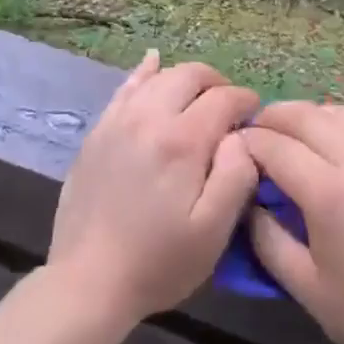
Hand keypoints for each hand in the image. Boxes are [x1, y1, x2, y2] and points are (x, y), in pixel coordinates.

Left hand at [48, 51, 260, 330]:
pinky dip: (145, 72)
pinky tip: (153, 63)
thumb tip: (242, 136)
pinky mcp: (98, 130)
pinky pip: (125, 87)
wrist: (87, 280)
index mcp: (182, 140)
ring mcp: (118, 119)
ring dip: (185, 79)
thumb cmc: (158, 262)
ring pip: (159, 76)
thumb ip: (236, 175)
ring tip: (199, 98)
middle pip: (191, 75)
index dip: (246, 101)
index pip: (223, 98)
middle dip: (217, 84)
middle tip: (230, 109)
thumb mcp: (213, 231)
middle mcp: (149, 116)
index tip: (256, 116)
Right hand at [242, 103, 343, 343]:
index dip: (248, 143)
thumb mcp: (307, 288)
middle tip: (252, 135)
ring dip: (306, 116)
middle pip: (305, 116)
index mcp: (331, 193)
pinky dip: (336, 123)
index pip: (276, 146)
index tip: (230, 149)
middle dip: (272, 118)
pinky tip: (327, 147)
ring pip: (338, 112)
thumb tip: (248, 201)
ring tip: (288, 136)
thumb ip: (267, 238)